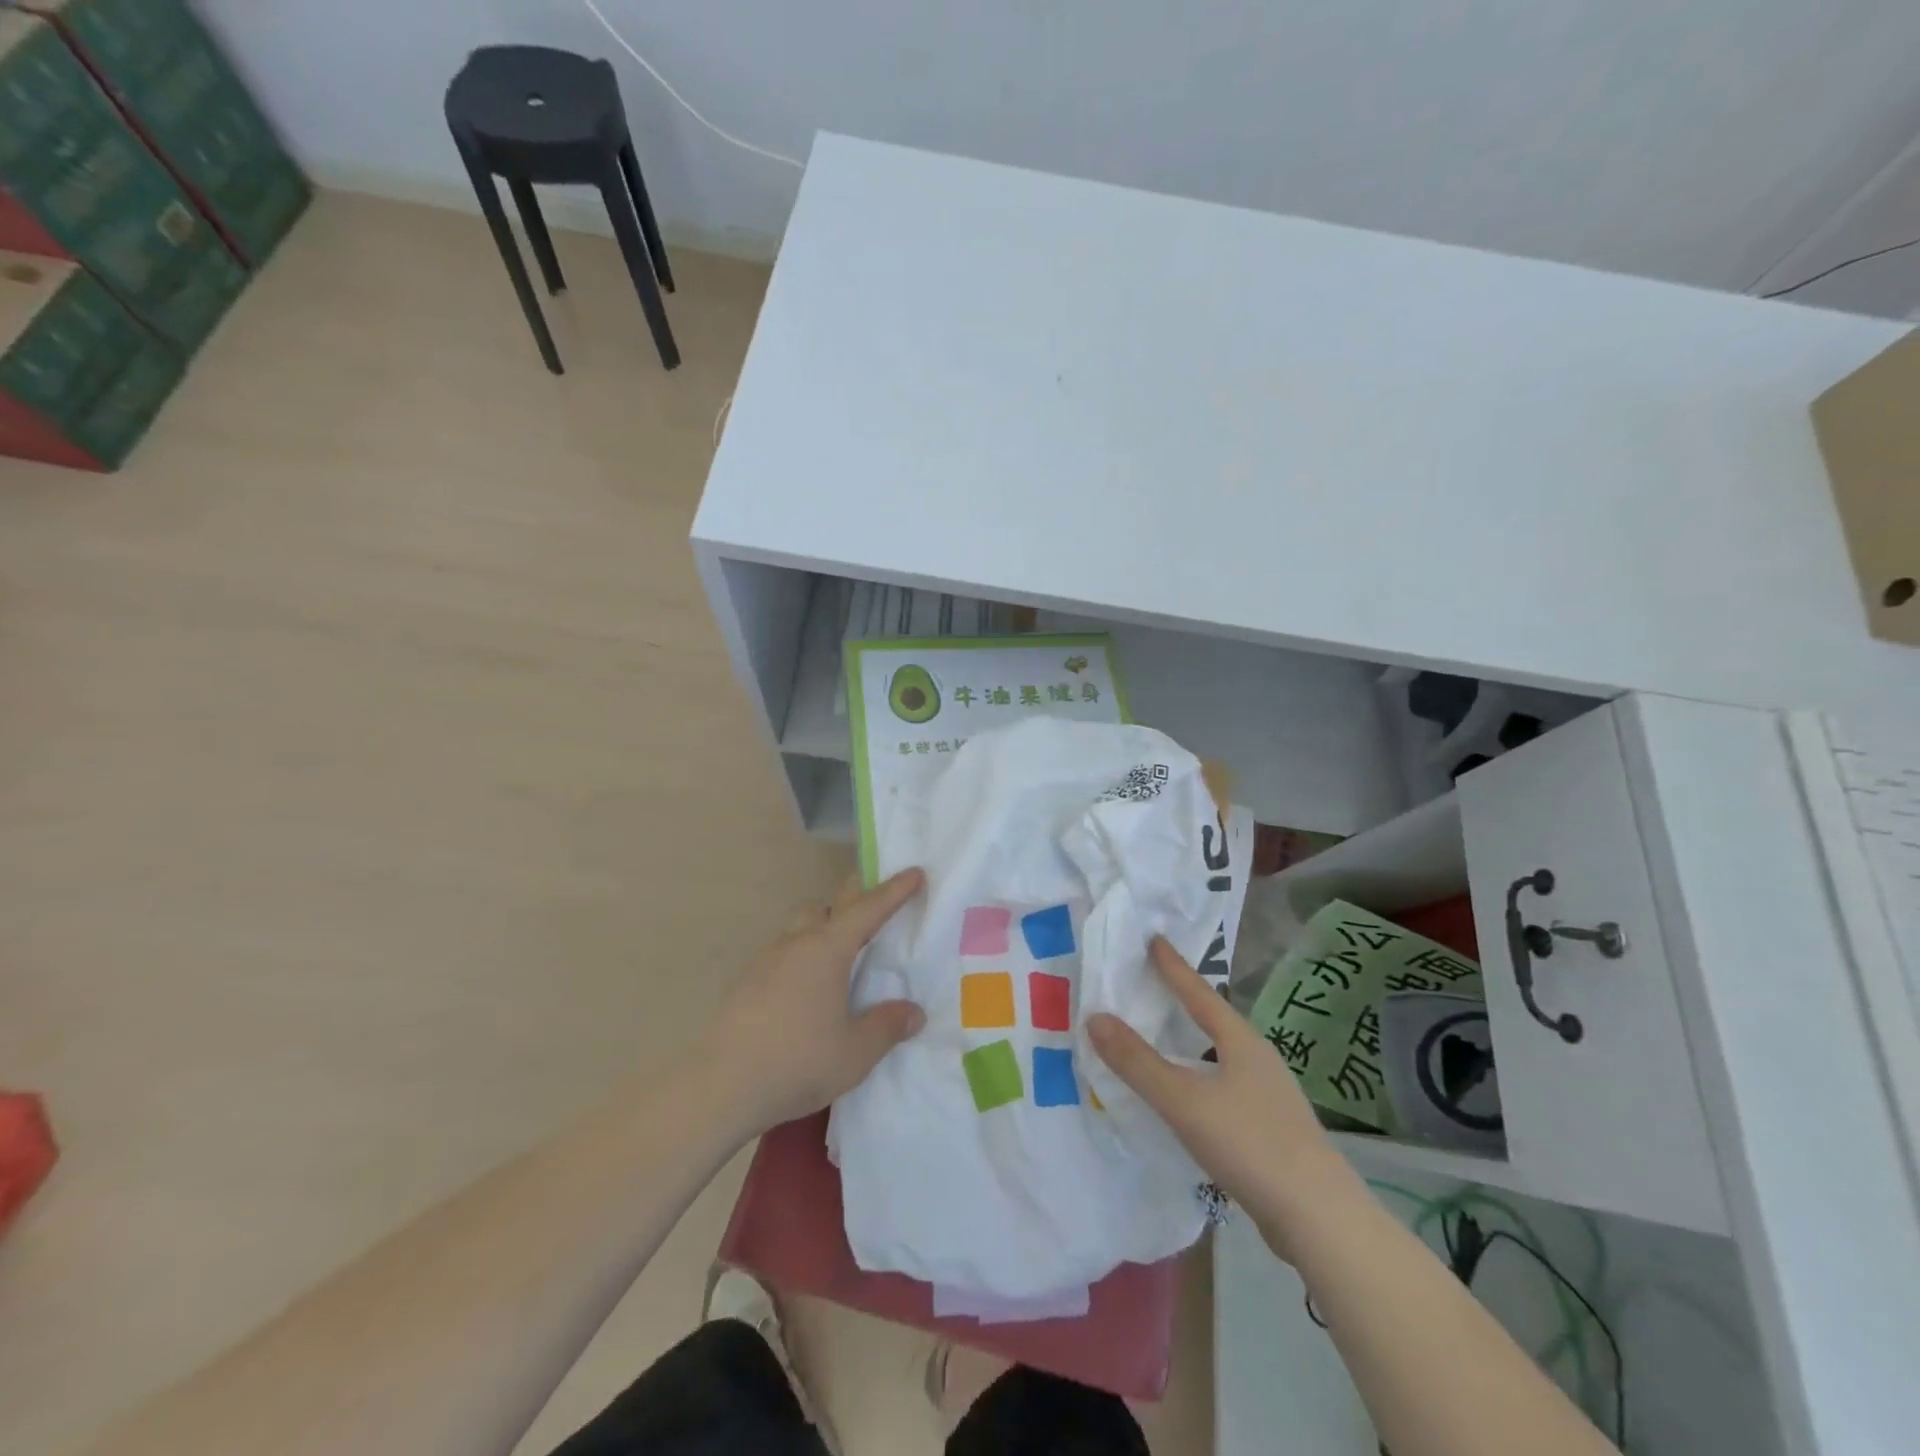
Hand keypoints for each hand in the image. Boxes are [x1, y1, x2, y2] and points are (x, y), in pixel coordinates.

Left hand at [702, 867, 927, 1132]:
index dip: (895, 890)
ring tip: (842, 954)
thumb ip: (887, 1027)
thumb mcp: (856, 1052)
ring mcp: (766, 960)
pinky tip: (806, 989)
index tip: (915, 871)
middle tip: (876, 908)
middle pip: (828, 905)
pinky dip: (802, 955)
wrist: (721, 1085)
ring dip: (824, 927)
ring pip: (801, 926)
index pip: (869, 908)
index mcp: (828, 949)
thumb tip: (913, 1012)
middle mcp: (797, 943)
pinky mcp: (746, 981)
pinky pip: (783, 953)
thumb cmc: (798, 1061)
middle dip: (854, 899)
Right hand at [1088, 938, 1360, 1254]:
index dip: (1173, 966)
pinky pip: (1225, 1087)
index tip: (1154, 938)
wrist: (1322, 1220)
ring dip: (1192, 1042)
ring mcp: (1269, 1096)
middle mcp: (1258, 1059)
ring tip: (1165, 1037)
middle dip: (1184, 1000)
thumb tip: (1095, 1017)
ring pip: (1221, 1055)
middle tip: (1152, 982)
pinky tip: (1189, 1097)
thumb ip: (1138, 1062)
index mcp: (1241, 1041)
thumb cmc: (1251, 1145)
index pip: (1199, 992)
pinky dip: (1200, 1077)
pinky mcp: (1272, 1130)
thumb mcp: (1185, 1101)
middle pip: (1214, 1019)